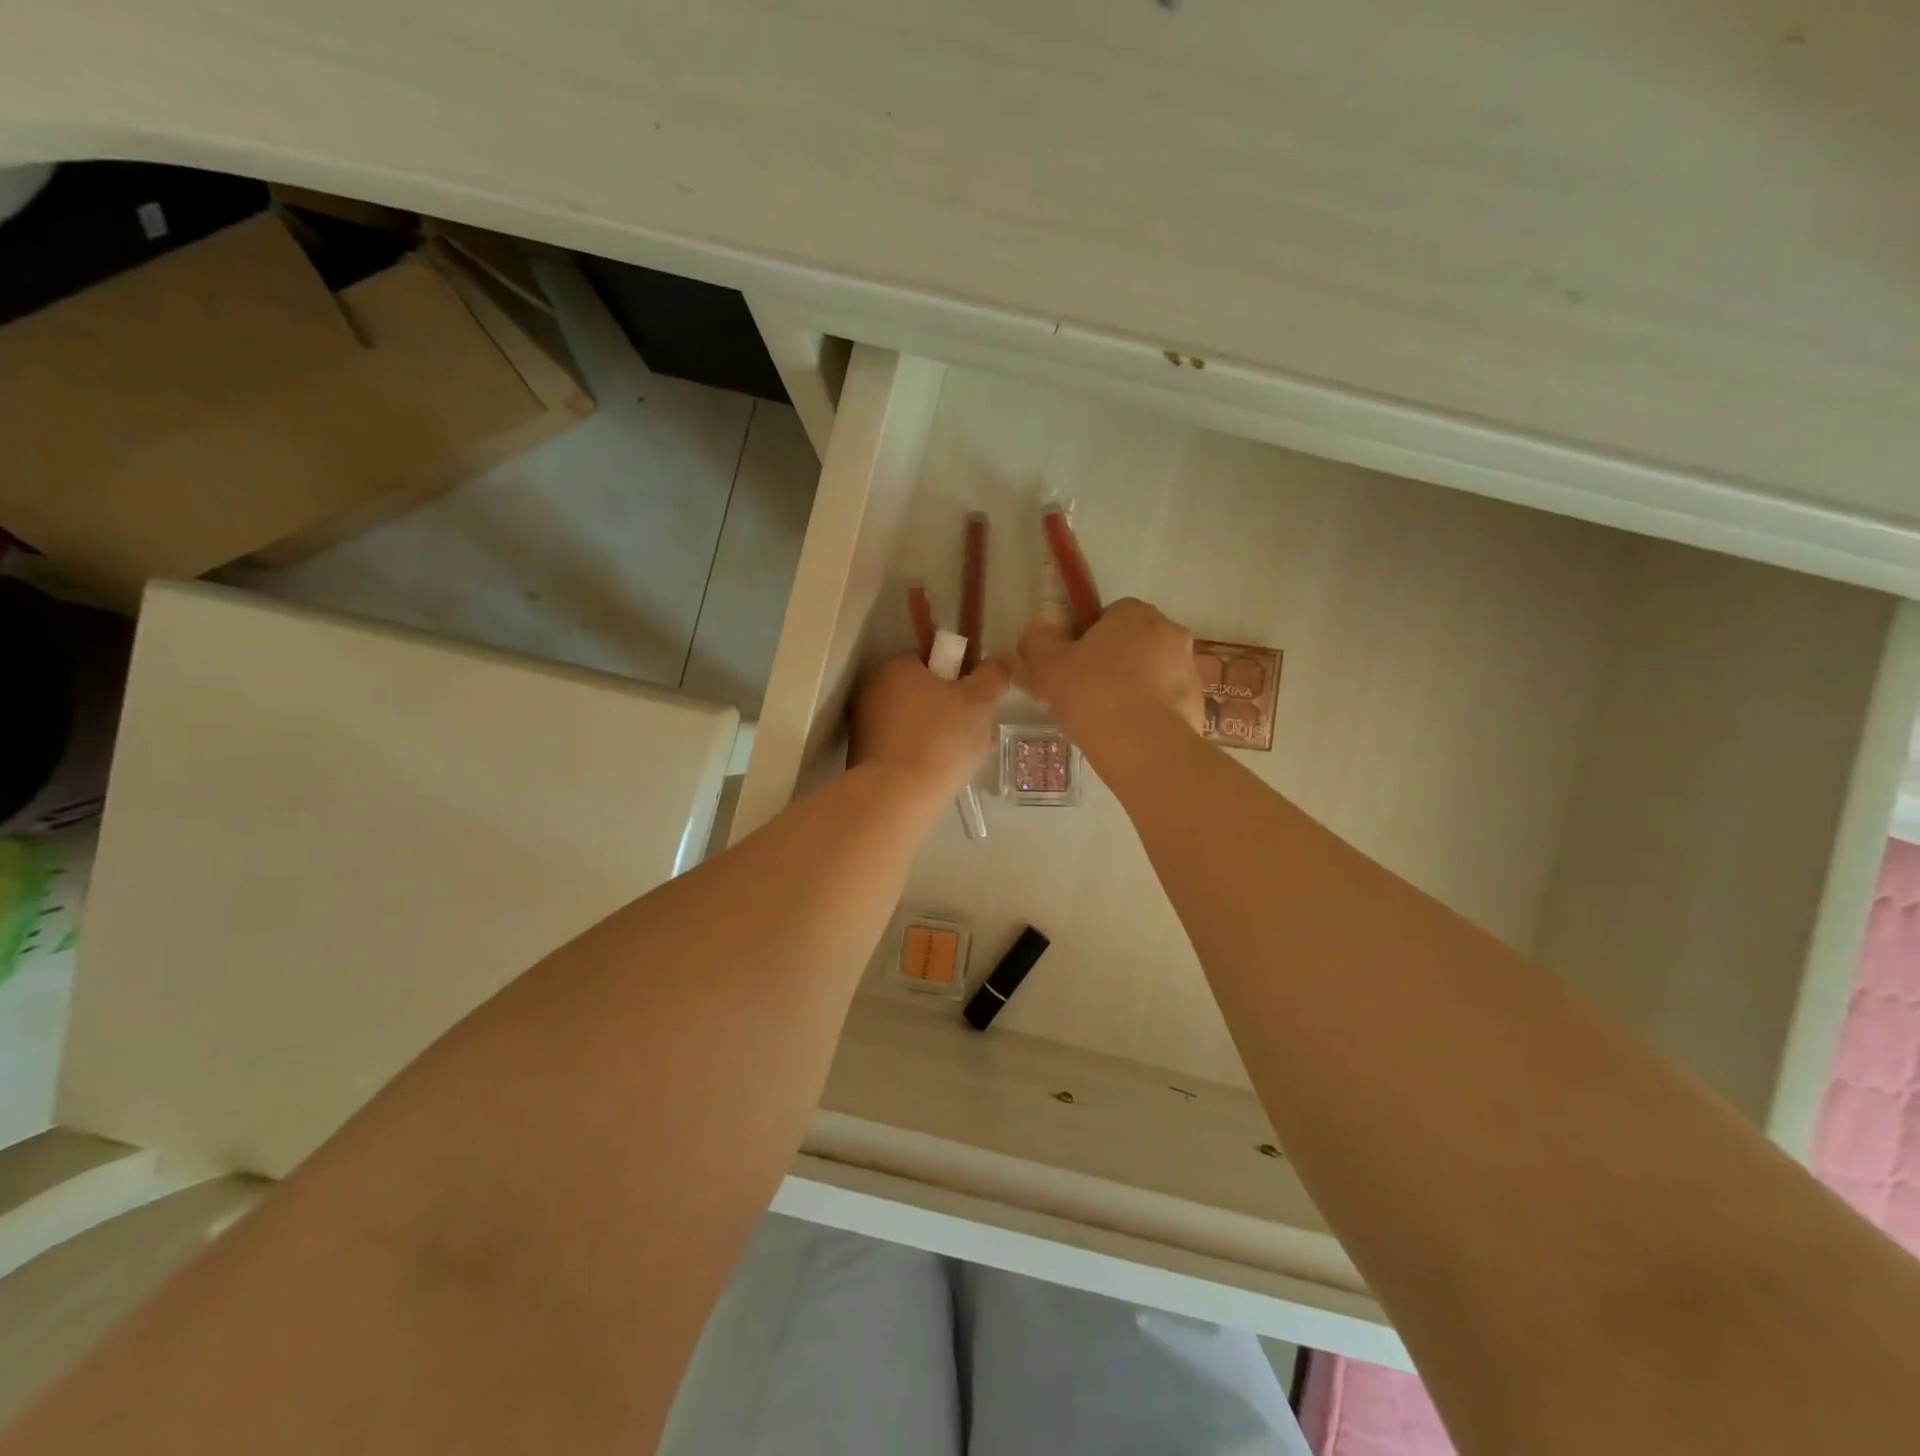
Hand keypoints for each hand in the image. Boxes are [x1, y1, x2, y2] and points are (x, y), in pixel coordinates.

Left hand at [850, 653, 1011, 799]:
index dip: (959, 677)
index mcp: (897, 666)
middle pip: (923, 692)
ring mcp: (865, 724)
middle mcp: (874, 689)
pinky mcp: (863, 756)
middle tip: (978, 732)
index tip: (979, 701)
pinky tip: (942, 773)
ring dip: (940, 734)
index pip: (931, 659)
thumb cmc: (941, 738)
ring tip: (966, 758)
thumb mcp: (979, 701)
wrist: (897, 795)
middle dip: (953, 710)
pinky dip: (922, 754)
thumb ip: (992, 676)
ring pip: (915, 722)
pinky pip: (902, 746)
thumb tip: (998, 663)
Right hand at [1017, 598, 1204, 745]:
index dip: (1084, 640)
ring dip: (1131, 689)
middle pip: (1131, 643)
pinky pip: (1164, 702)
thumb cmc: (1092, 694)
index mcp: (1135, 613)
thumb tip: (1039, 634)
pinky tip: (1127, 735)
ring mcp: (1189, 669)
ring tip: (1104, 721)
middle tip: (1083, 694)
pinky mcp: (1197, 704)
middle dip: (1110, 663)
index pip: (1107, 615)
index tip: (1070, 668)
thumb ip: (1037, 641)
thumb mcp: (1046, 665)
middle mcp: (1170, 632)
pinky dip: (1148, 714)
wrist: (1143, 748)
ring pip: (1150, 673)